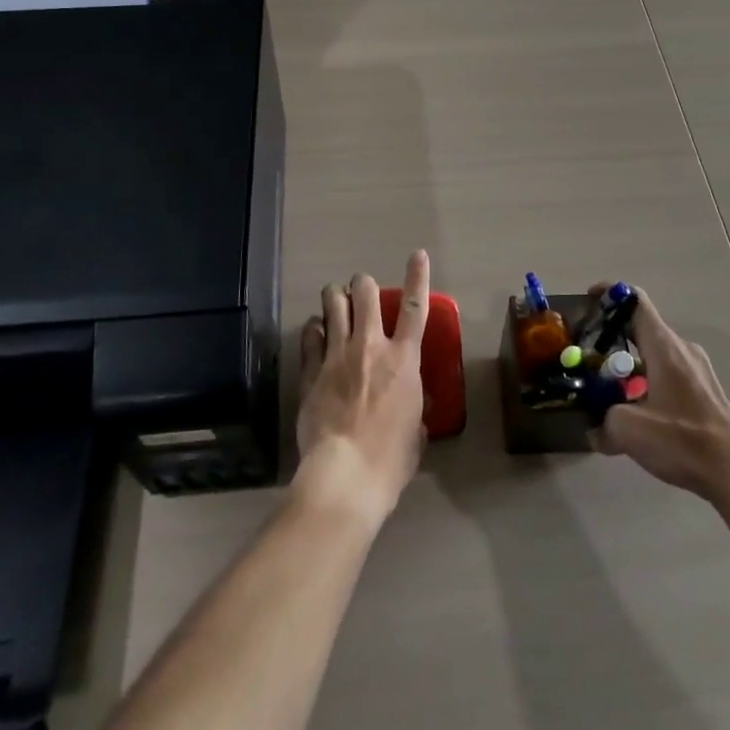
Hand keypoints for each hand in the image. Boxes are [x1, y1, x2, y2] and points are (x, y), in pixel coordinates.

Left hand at [295, 250, 431, 526]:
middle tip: (361, 289)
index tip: (418, 254)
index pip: (415, 308)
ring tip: (334, 297)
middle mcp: (371, 347)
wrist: (344, 476)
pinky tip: (315, 330)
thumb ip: (414, 411)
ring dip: (335, 296)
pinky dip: (314, 327)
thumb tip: (411, 410)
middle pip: (365, 294)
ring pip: (333, 304)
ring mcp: (337, 355)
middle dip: (363, 284)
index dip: (418, 277)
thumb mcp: (415, 434)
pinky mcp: (311, 370)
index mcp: (403, 361)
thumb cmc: (390, 461)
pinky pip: (311, 335)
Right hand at [591, 285, 729, 505]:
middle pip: (641, 328)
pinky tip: (637, 415)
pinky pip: (668, 374)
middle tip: (588, 356)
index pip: (635, 300)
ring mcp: (697, 370)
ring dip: (629, 367)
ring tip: (608, 391)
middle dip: (612, 338)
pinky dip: (647, 383)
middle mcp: (681, 348)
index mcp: (663, 346)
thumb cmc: (683, 439)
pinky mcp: (705, 391)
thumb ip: (603, 422)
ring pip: (654, 355)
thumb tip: (595, 429)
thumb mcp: (629, 430)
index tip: (588, 302)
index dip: (609, 293)